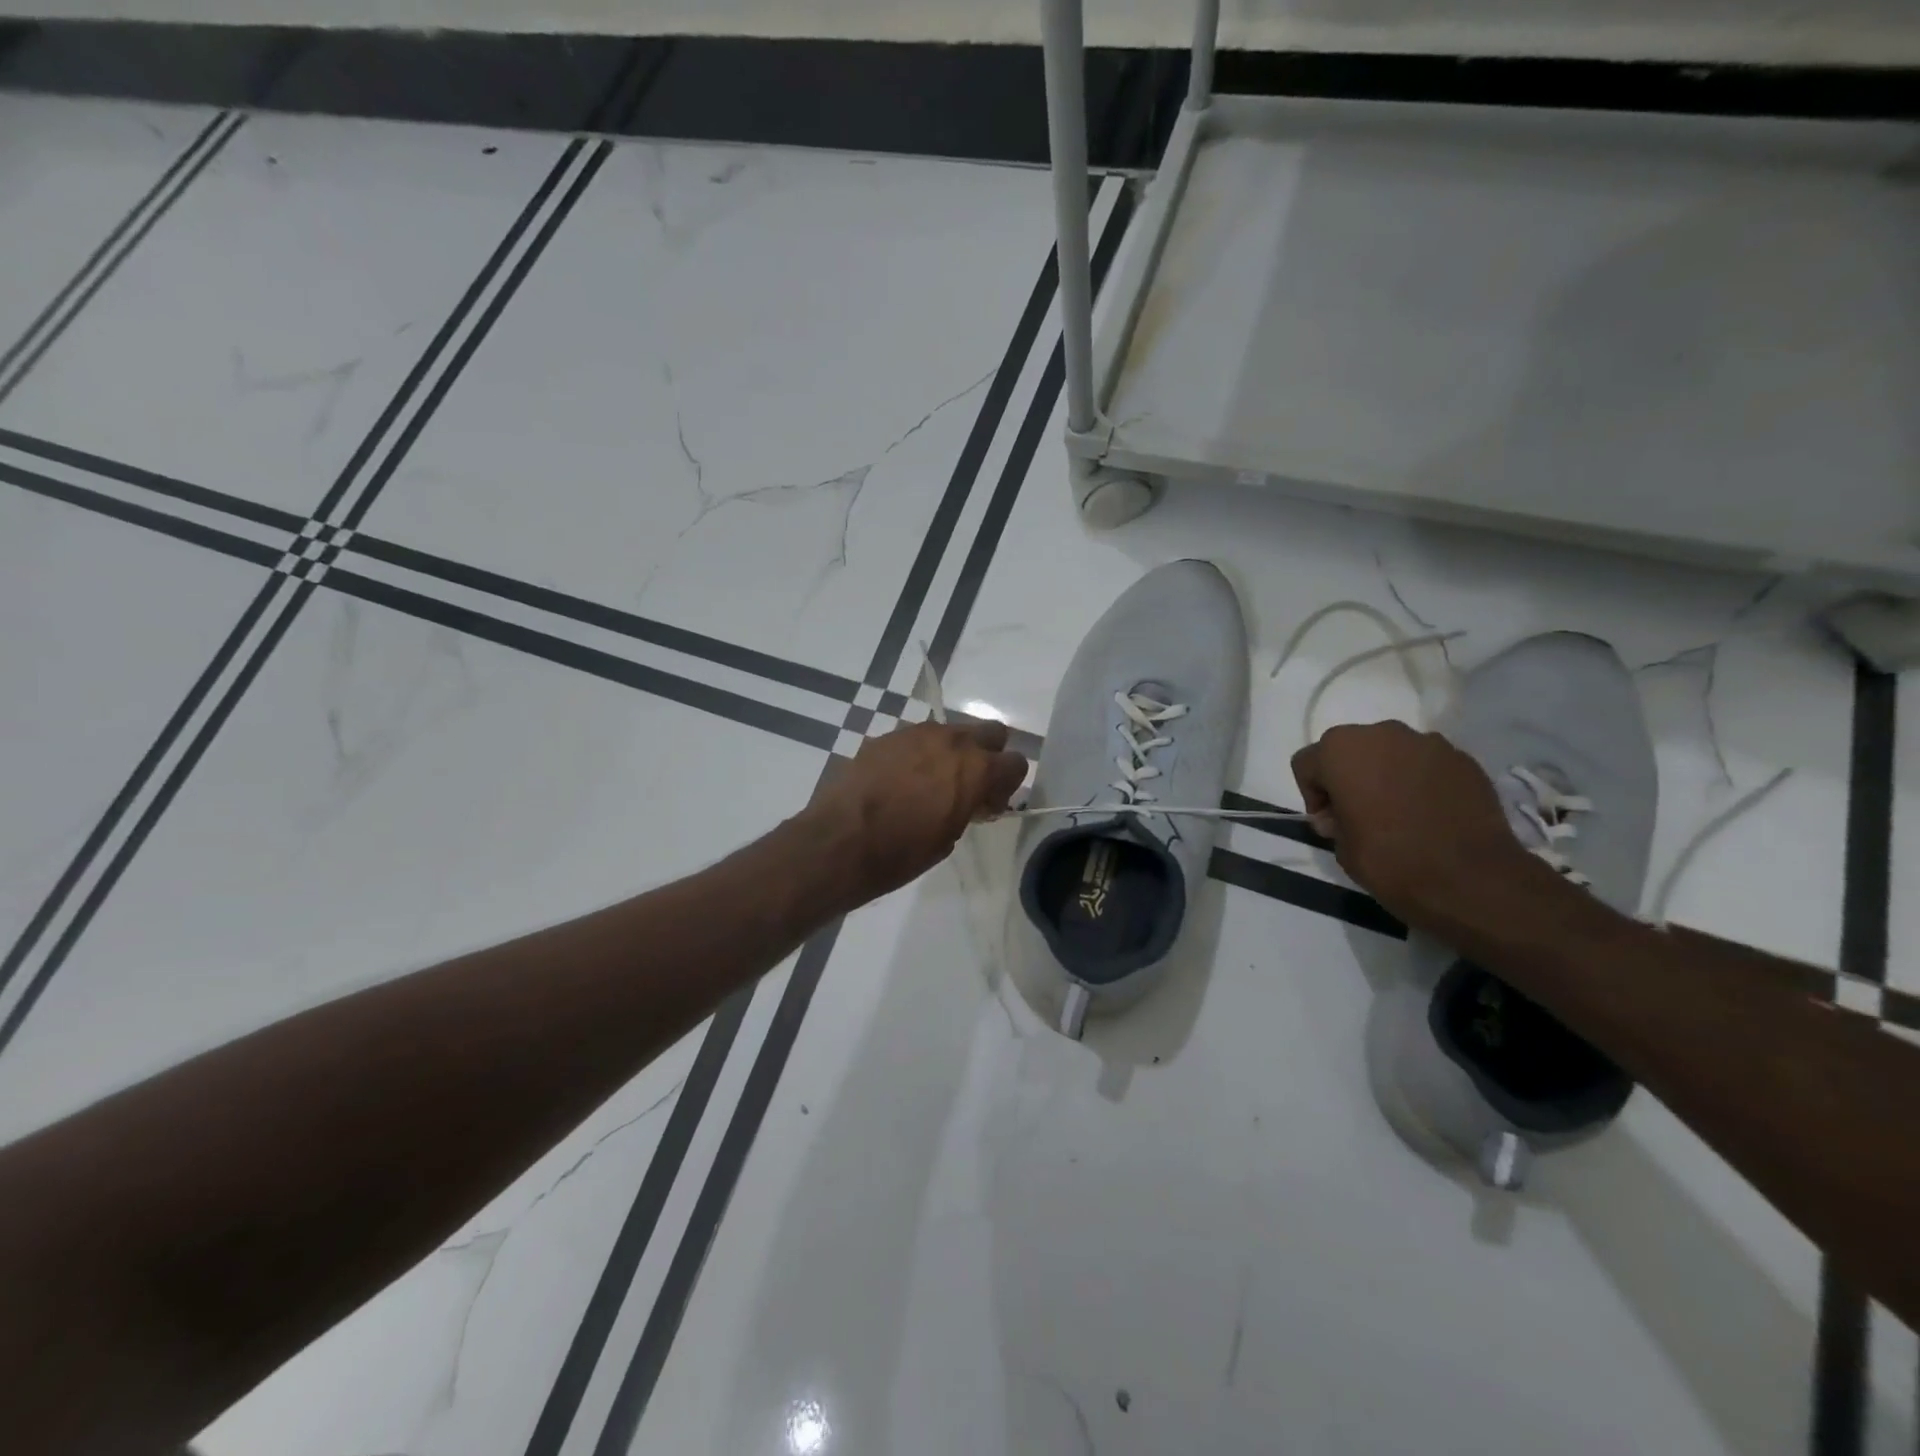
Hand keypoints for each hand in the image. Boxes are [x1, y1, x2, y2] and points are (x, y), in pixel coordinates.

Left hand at [807, 719, 1027, 907]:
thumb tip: (970, 800)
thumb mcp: (949, 837)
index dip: (1007, 785)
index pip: (1015, 763)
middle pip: (990, 732)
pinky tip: (899, 781)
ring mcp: (916, 733)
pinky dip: (917, 755)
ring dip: (950, 752)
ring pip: (950, 732)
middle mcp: (951, 741)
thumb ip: (968, 808)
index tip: (989, 804)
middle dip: (987, 754)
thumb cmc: (901, 852)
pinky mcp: (886, 737)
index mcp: (976, 769)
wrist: (840, 842)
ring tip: (930, 783)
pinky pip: (915, 739)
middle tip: (969, 784)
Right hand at [1291, 720, 1545, 929]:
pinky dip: (1420, 781)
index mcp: (1341, 751)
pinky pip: (1426, 764)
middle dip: (1348, 776)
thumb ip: (1334, 821)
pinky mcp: (1463, 759)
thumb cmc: (1391, 861)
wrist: (1472, 879)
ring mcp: (1428, 743)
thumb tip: (1342, 814)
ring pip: (1390, 752)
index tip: (1329, 823)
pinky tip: (1430, 813)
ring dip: (1386, 774)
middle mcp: (1382, 734)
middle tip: (1359, 813)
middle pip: (1349, 749)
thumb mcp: (1342, 848)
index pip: (1308, 763)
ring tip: (1399, 812)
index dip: (1313, 794)